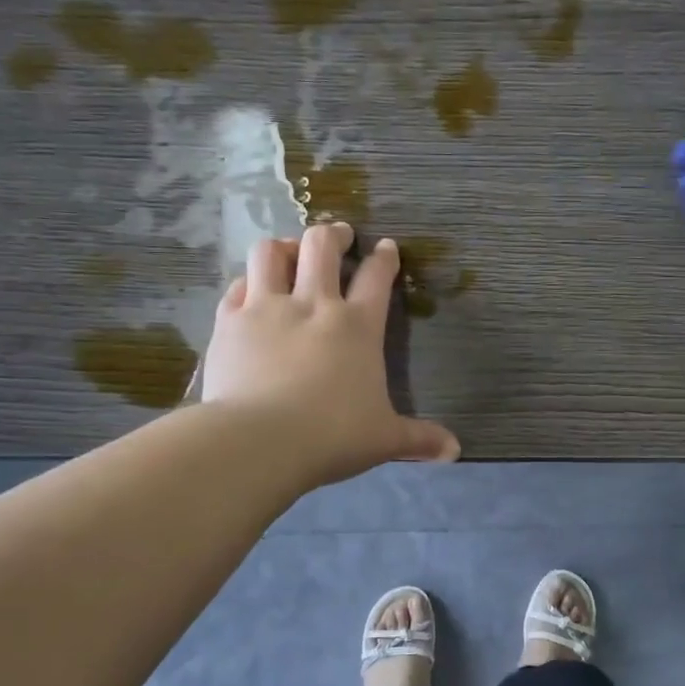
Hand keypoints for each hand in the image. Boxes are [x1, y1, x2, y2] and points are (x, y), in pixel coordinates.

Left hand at [201, 222, 459, 487]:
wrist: (259, 441)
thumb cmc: (332, 436)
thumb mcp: (384, 438)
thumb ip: (419, 438)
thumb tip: (454, 451)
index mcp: (357, 326)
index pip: (377, 276)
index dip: (384, 258)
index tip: (387, 247)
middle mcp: (313, 304)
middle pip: (322, 246)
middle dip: (333, 234)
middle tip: (339, 236)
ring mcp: (267, 308)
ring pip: (271, 252)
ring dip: (283, 247)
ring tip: (289, 253)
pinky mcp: (230, 322)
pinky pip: (237, 286)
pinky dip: (246, 283)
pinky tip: (249, 291)